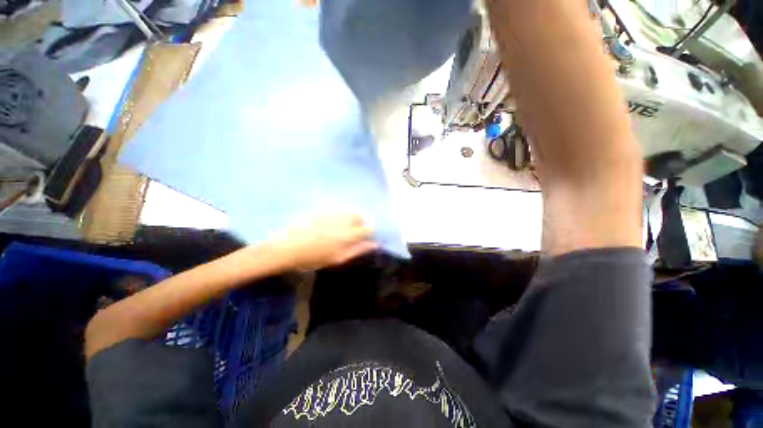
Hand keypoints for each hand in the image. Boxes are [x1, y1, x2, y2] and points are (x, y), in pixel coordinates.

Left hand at [268, 214, 377, 269]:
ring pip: (348, 211)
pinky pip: (336, 209)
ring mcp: (331, 213)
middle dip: (359, 222)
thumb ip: (358, 250)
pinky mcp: (321, 209)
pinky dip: (337, 214)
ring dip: (348, 217)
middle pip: (359, 216)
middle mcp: (342, 221)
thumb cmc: (313, 258)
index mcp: (348, 235)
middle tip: (351, 232)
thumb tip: (374, 244)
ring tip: (338, 227)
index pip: (368, 227)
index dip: (369, 231)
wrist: (287, 248)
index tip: (365, 236)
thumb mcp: (337, 258)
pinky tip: (328, 222)